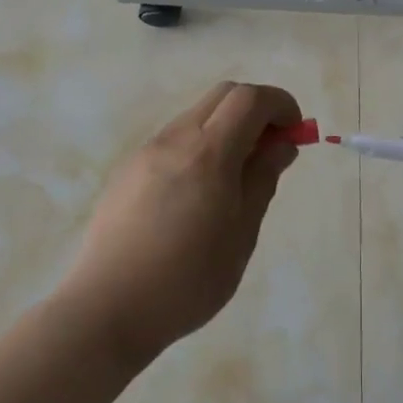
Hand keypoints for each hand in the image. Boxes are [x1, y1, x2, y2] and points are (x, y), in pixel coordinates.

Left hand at [58, 82, 302, 364]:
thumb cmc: (187, 278)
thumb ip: (262, 179)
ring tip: (236, 177)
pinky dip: (200, 145)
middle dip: (256, 109)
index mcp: (208, 152)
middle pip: (223, 95)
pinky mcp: (128, 170)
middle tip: (271, 148)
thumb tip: (281, 145)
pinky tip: (198, 194)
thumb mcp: (241, 233)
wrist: (107, 308)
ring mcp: (147, 151)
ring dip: (226, 127)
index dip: (281, 104)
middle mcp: (175, 138)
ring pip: (196, 116)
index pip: (251, 98)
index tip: (295, 132)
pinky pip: (174, 140)